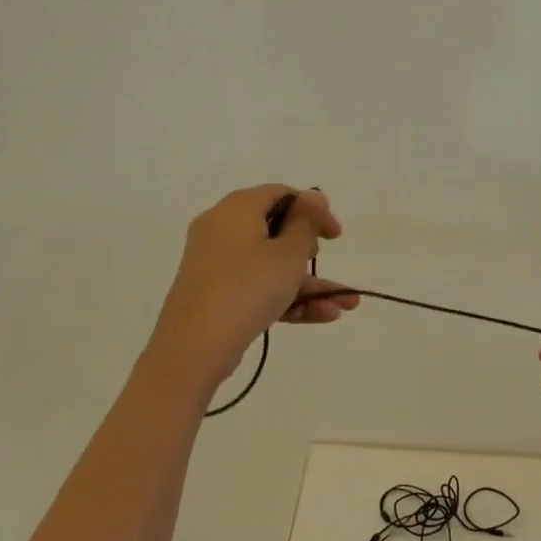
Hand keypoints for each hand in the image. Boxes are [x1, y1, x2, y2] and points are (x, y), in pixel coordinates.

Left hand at [150, 185, 359, 380]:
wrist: (194, 346)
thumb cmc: (248, 287)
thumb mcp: (288, 253)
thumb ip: (306, 222)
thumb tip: (313, 196)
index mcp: (237, 208)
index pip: (281, 194)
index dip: (313, 209)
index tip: (336, 234)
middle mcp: (222, 229)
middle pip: (274, 230)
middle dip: (310, 250)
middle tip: (329, 261)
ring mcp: (217, 264)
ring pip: (270, 265)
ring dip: (309, 284)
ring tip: (346, 305)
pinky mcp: (216, 295)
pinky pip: (257, 287)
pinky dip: (286, 298)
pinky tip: (324, 316)